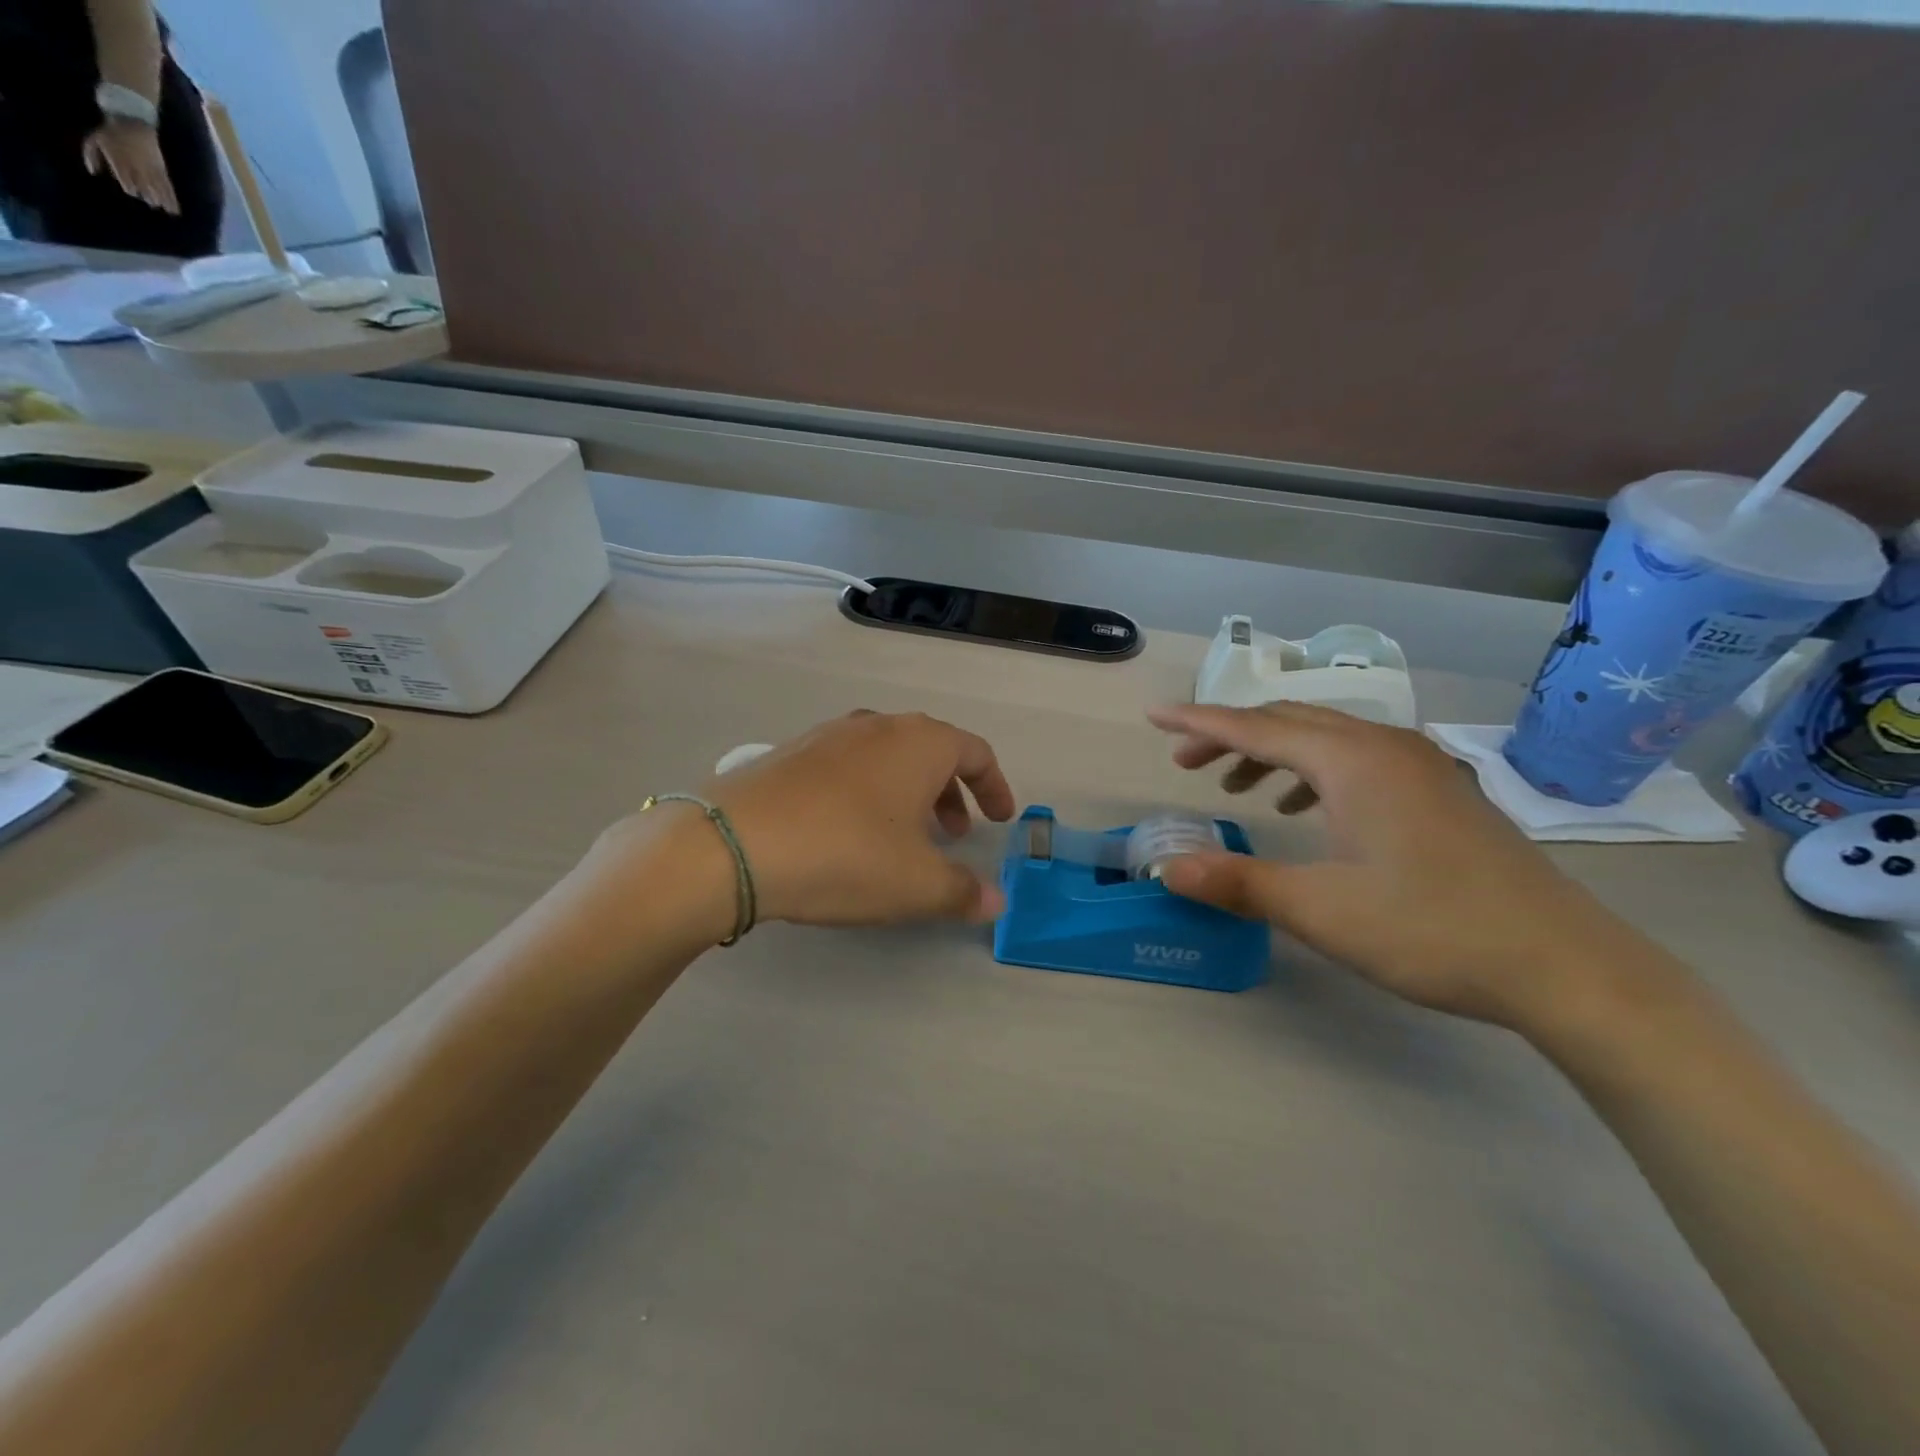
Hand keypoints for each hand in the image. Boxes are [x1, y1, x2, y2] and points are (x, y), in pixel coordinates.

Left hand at [82, 119, 178, 213]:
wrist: (131, 121)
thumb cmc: (110, 131)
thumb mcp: (94, 140)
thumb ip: (91, 155)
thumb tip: (93, 172)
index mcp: (120, 161)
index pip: (126, 181)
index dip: (130, 188)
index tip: (132, 192)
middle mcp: (137, 168)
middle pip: (144, 188)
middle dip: (148, 196)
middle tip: (151, 203)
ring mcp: (151, 169)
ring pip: (159, 190)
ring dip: (164, 201)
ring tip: (169, 212)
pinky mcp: (162, 169)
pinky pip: (168, 187)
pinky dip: (173, 198)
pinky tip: (175, 206)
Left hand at [629, 711, 1017, 930]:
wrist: (731, 844)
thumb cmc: (844, 855)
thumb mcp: (915, 884)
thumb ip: (963, 892)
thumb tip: (995, 902)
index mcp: (919, 743)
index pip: (975, 752)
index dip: (994, 786)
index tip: (1000, 819)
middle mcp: (878, 725)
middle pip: (931, 750)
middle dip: (950, 792)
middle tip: (954, 834)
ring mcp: (829, 734)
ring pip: (887, 757)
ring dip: (907, 792)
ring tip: (902, 836)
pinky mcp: (790, 752)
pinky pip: (847, 765)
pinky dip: (866, 791)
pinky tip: (847, 831)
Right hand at [1147, 702, 1641, 1025]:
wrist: (1567, 966)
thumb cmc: (1433, 930)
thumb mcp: (1321, 910)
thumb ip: (1238, 883)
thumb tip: (1167, 868)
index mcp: (1352, 761)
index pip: (1255, 727)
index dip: (1198, 721)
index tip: (1153, 715)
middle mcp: (1384, 746)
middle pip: (1289, 721)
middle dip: (1230, 736)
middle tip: (1185, 764)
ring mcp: (1419, 765)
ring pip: (1325, 738)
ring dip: (1272, 753)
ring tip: (1235, 788)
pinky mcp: (1438, 790)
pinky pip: (1356, 758)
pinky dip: (1312, 772)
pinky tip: (1303, 809)